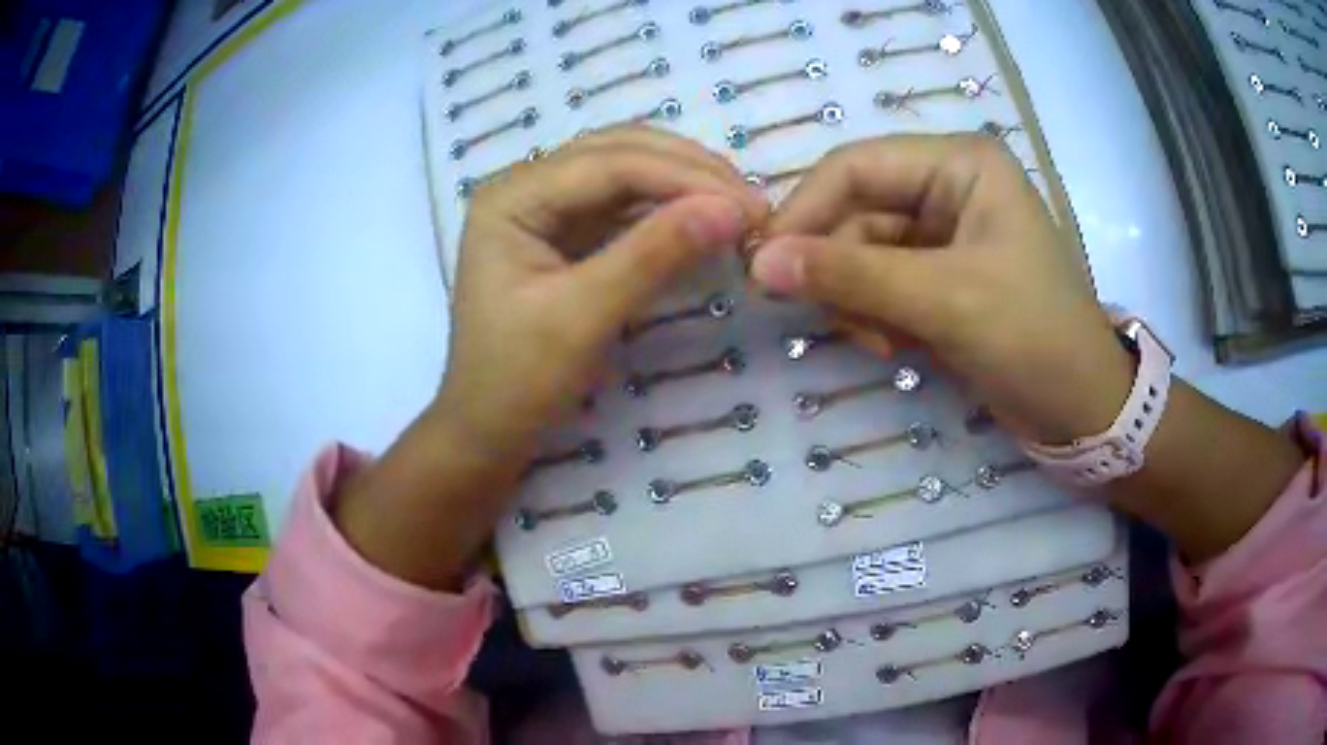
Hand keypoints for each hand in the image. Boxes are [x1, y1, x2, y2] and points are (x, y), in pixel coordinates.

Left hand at [438, 128, 767, 458]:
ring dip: (684, 184)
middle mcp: (526, 186)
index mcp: (511, 197)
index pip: (609, 163)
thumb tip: (731, 210)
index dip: (684, 177)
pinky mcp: (567, 233)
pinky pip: (626, 204)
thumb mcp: (583, 318)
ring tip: (739, 209)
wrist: (488, 430)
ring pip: (628, 171)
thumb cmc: (518, 381)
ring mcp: (547, 207)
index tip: (751, 206)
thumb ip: (653, 256)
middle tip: (753, 204)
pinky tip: (705, 221)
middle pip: (619, 152)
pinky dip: (669, 209)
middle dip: (689, 171)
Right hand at [751, 134, 1132, 443]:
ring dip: (858, 300)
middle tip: (830, 320)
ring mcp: (944, 232)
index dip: (804, 210)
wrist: (1082, 410)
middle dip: (839, 268)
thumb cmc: (1034, 339)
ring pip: (862, 251)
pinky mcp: (940, 275)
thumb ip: (851, 275)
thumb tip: (760, 262)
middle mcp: (948, 185)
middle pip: (855, 210)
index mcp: (960, 163)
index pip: (855, 166)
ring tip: (882, 345)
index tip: (763, 266)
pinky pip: (881, 282)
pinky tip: (896, 349)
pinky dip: (876, 316)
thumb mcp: (945, 301)